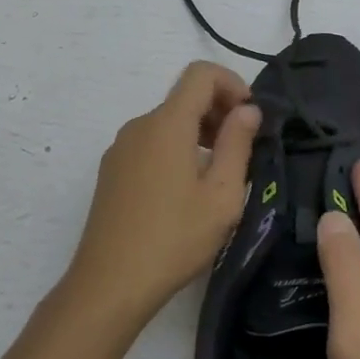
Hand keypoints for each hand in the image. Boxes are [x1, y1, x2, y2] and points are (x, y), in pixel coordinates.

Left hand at [69, 61, 260, 325]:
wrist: (109, 285)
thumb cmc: (174, 239)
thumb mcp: (221, 195)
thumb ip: (238, 144)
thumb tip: (248, 109)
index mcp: (167, 124)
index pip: (201, 73)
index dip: (232, 83)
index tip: (251, 117)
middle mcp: (140, 126)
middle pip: (184, 97)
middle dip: (219, 111)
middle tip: (243, 150)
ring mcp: (121, 148)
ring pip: (168, 121)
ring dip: (199, 132)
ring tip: (219, 175)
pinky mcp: (112, 171)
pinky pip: (151, 142)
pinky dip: (177, 148)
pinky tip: (187, 191)